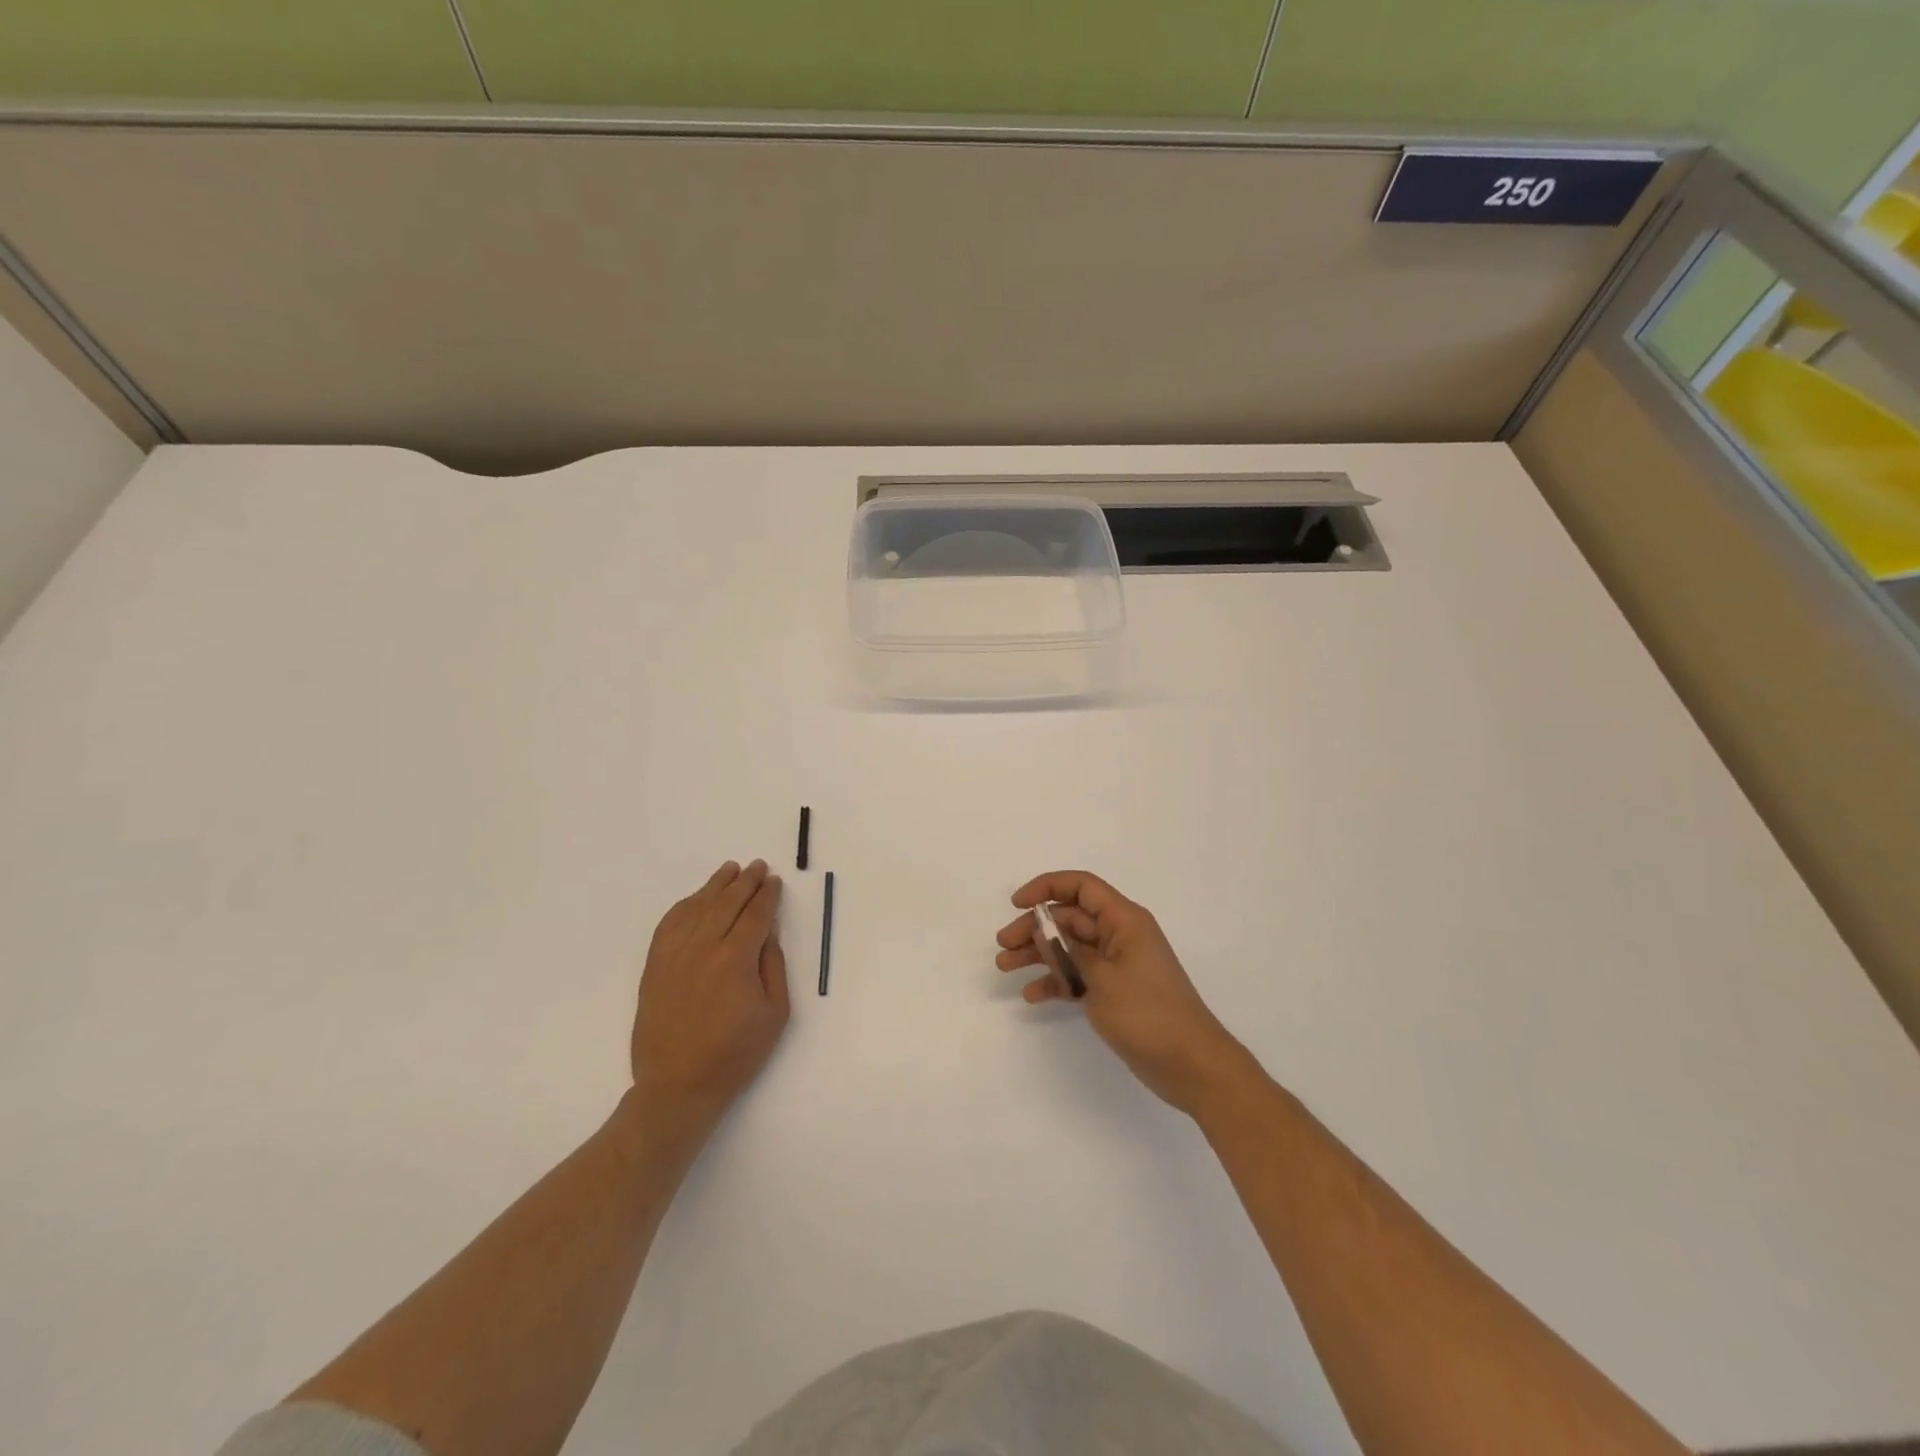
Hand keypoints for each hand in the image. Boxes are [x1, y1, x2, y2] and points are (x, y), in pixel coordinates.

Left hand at [630, 860, 788, 1133]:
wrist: (678, 1086)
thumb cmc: (735, 1054)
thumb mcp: (775, 1013)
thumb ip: (773, 965)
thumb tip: (768, 931)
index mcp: (736, 959)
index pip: (755, 914)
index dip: (767, 895)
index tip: (775, 881)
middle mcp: (703, 948)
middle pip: (727, 903)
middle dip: (746, 882)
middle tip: (758, 866)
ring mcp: (674, 955)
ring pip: (697, 907)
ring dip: (716, 886)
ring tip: (730, 870)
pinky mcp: (655, 966)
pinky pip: (669, 924)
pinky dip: (684, 906)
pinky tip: (695, 899)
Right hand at [995, 871, 1258, 1118]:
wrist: (1192, 1065)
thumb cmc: (1149, 1014)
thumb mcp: (1102, 978)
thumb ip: (1068, 950)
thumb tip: (1042, 929)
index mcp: (1124, 920)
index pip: (1081, 887)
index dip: (1047, 887)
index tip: (1016, 904)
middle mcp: (1119, 935)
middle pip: (1070, 918)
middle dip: (1034, 928)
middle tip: (1003, 946)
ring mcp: (1117, 964)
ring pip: (1069, 947)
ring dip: (1038, 954)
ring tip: (1005, 967)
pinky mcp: (1114, 991)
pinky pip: (1078, 975)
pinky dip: (1055, 980)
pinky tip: (1032, 995)